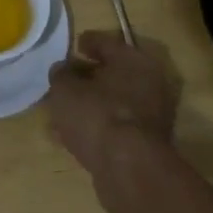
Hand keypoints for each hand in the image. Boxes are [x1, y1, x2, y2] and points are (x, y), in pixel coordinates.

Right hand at [45, 30, 182, 212]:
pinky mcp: (147, 144)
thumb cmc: (96, 114)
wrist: (129, 170)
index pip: (106, 42)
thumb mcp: (64, 88)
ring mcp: (152, 116)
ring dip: (91, 104)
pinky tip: (73, 135)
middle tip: (65, 80)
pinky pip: (116, 127)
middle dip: (88, 77)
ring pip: (114, 102)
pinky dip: (97, 126)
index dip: (86, 42)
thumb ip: (61, 74)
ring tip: (63, 111)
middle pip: (113, 74)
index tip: (73, 47)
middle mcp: (150, 83)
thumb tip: (63, 70)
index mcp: (133, 60)